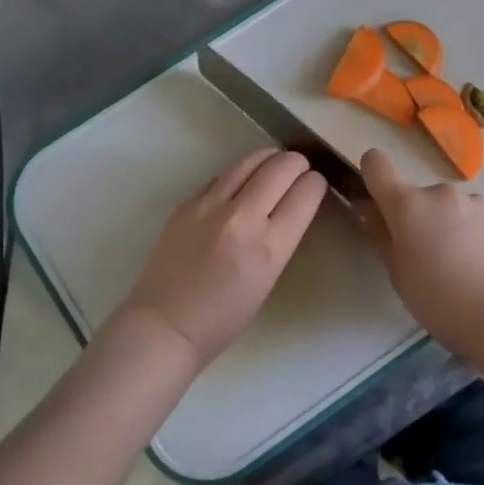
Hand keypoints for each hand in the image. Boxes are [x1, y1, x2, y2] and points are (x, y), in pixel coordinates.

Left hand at [112, 149, 327, 370]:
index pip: (306, 192)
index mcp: (269, 246)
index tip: (315, 186)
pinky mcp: (187, 202)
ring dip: (270, 160)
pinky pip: (223, 175)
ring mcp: (210, 205)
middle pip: (282, 166)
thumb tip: (291, 201)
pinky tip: (240, 187)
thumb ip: (282, 235)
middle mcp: (241, 217)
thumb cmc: (225, 316)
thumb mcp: (269, 277)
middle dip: (298, 164)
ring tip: (274, 167)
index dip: (316, 184)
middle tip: (299, 171)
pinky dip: (240, 175)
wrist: (166, 324)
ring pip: (251, 160)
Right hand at [360, 148, 483, 352]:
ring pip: (452, 209)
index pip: (376, 164)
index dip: (373, 177)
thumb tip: (370, 208)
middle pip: (419, 197)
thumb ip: (381, 235)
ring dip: (451, 226)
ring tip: (464, 268)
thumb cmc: (442, 304)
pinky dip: (477, 235)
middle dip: (420, 219)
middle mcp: (442, 193)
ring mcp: (477, 201)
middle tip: (430, 259)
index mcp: (409, 206)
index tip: (379, 203)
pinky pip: (479, 218)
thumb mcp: (399, 276)